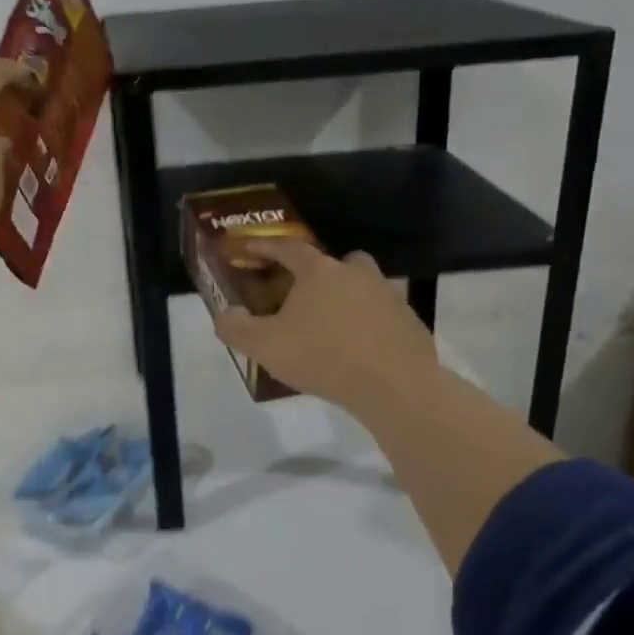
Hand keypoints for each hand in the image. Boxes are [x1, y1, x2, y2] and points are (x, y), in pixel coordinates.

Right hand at [213, 241, 442, 419]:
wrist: (395, 387)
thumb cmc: (323, 357)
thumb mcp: (265, 347)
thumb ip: (236, 329)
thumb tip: (223, 316)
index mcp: (319, 272)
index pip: (288, 248)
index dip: (267, 246)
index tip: (251, 247)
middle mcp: (356, 274)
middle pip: (337, 261)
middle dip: (321, 271)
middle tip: (306, 293)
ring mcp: (388, 296)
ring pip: (365, 286)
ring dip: (349, 297)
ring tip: (334, 324)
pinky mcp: (410, 322)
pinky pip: (384, 314)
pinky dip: (371, 324)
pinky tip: (361, 348)